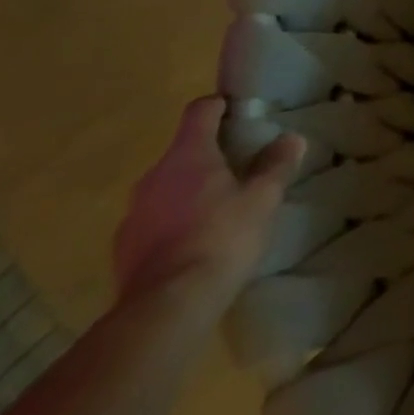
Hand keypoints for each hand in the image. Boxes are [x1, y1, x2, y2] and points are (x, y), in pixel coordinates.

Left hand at [112, 96, 303, 311]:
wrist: (166, 308)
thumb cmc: (221, 239)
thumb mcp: (263, 199)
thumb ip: (276, 165)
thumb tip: (290, 138)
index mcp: (188, 154)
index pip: (200, 111)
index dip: (219, 106)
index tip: (239, 112)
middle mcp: (154, 175)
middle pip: (183, 150)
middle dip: (210, 154)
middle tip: (240, 168)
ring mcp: (133, 213)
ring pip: (166, 187)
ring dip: (189, 190)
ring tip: (218, 210)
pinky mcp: (123, 248)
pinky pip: (153, 220)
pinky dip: (172, 221)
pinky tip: (194, 243)